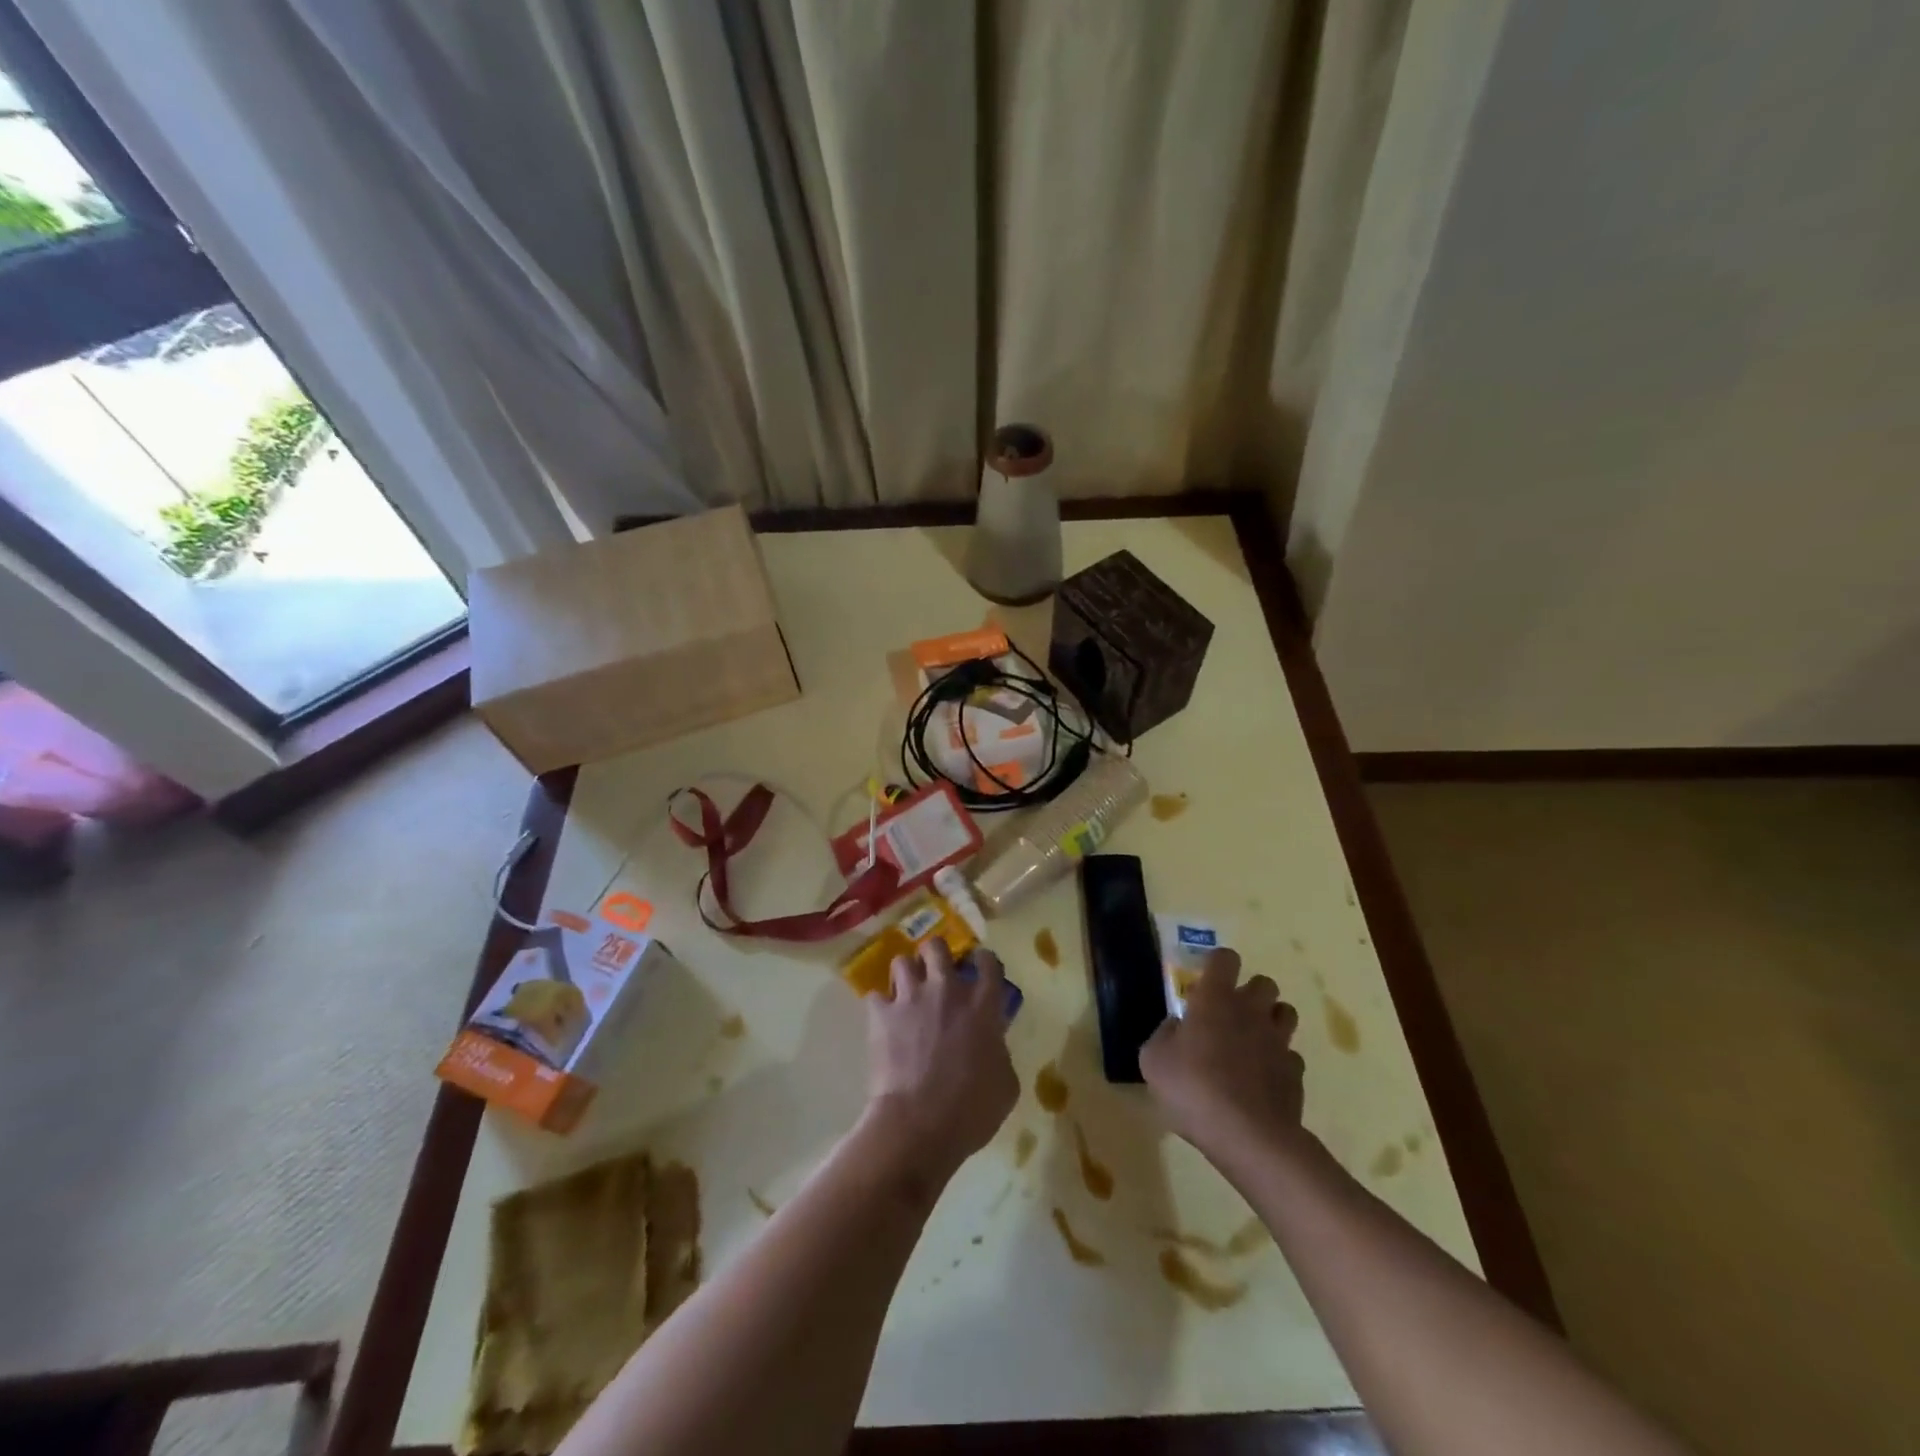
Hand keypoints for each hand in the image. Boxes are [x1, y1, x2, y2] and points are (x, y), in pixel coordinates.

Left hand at [863, 939, 1018, 1183]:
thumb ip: (999, 1050)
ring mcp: (910, 998)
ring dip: (906, 974)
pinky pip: (876, 996)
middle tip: (936, 972)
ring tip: (907, 991)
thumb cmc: (971, 1110)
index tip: (980, 968)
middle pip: (937, 946)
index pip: (988, 962)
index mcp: (982, 1006)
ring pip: (902, 961)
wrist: (918, 1125)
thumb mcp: (1005, 1083)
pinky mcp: (881, 1015)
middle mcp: (946, 990)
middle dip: (936, 954)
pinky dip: (880, 1006)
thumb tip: (991, 1042)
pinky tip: (884, 1020)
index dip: (984, 961)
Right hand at [1140, 949, 1306, 1167]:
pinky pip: (1290, 1055)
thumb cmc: (1194, 1089)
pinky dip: (1278, 1061)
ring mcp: (1278, 1041)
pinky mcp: (1295, 1073)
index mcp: (1215, 999)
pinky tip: (1262, 1079)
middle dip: (1250, 992)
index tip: (1206, 982)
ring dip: (1270, 1020)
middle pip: (1265, 982)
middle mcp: (1251, 1011)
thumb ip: (1164, 1035)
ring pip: (1285, 1013)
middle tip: (1230, 1014)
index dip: (1217, 964)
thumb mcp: (1154, 1061)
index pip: (1225, 958)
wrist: (1249, 1137)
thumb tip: (1177, 1026)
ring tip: (1251, 1041)